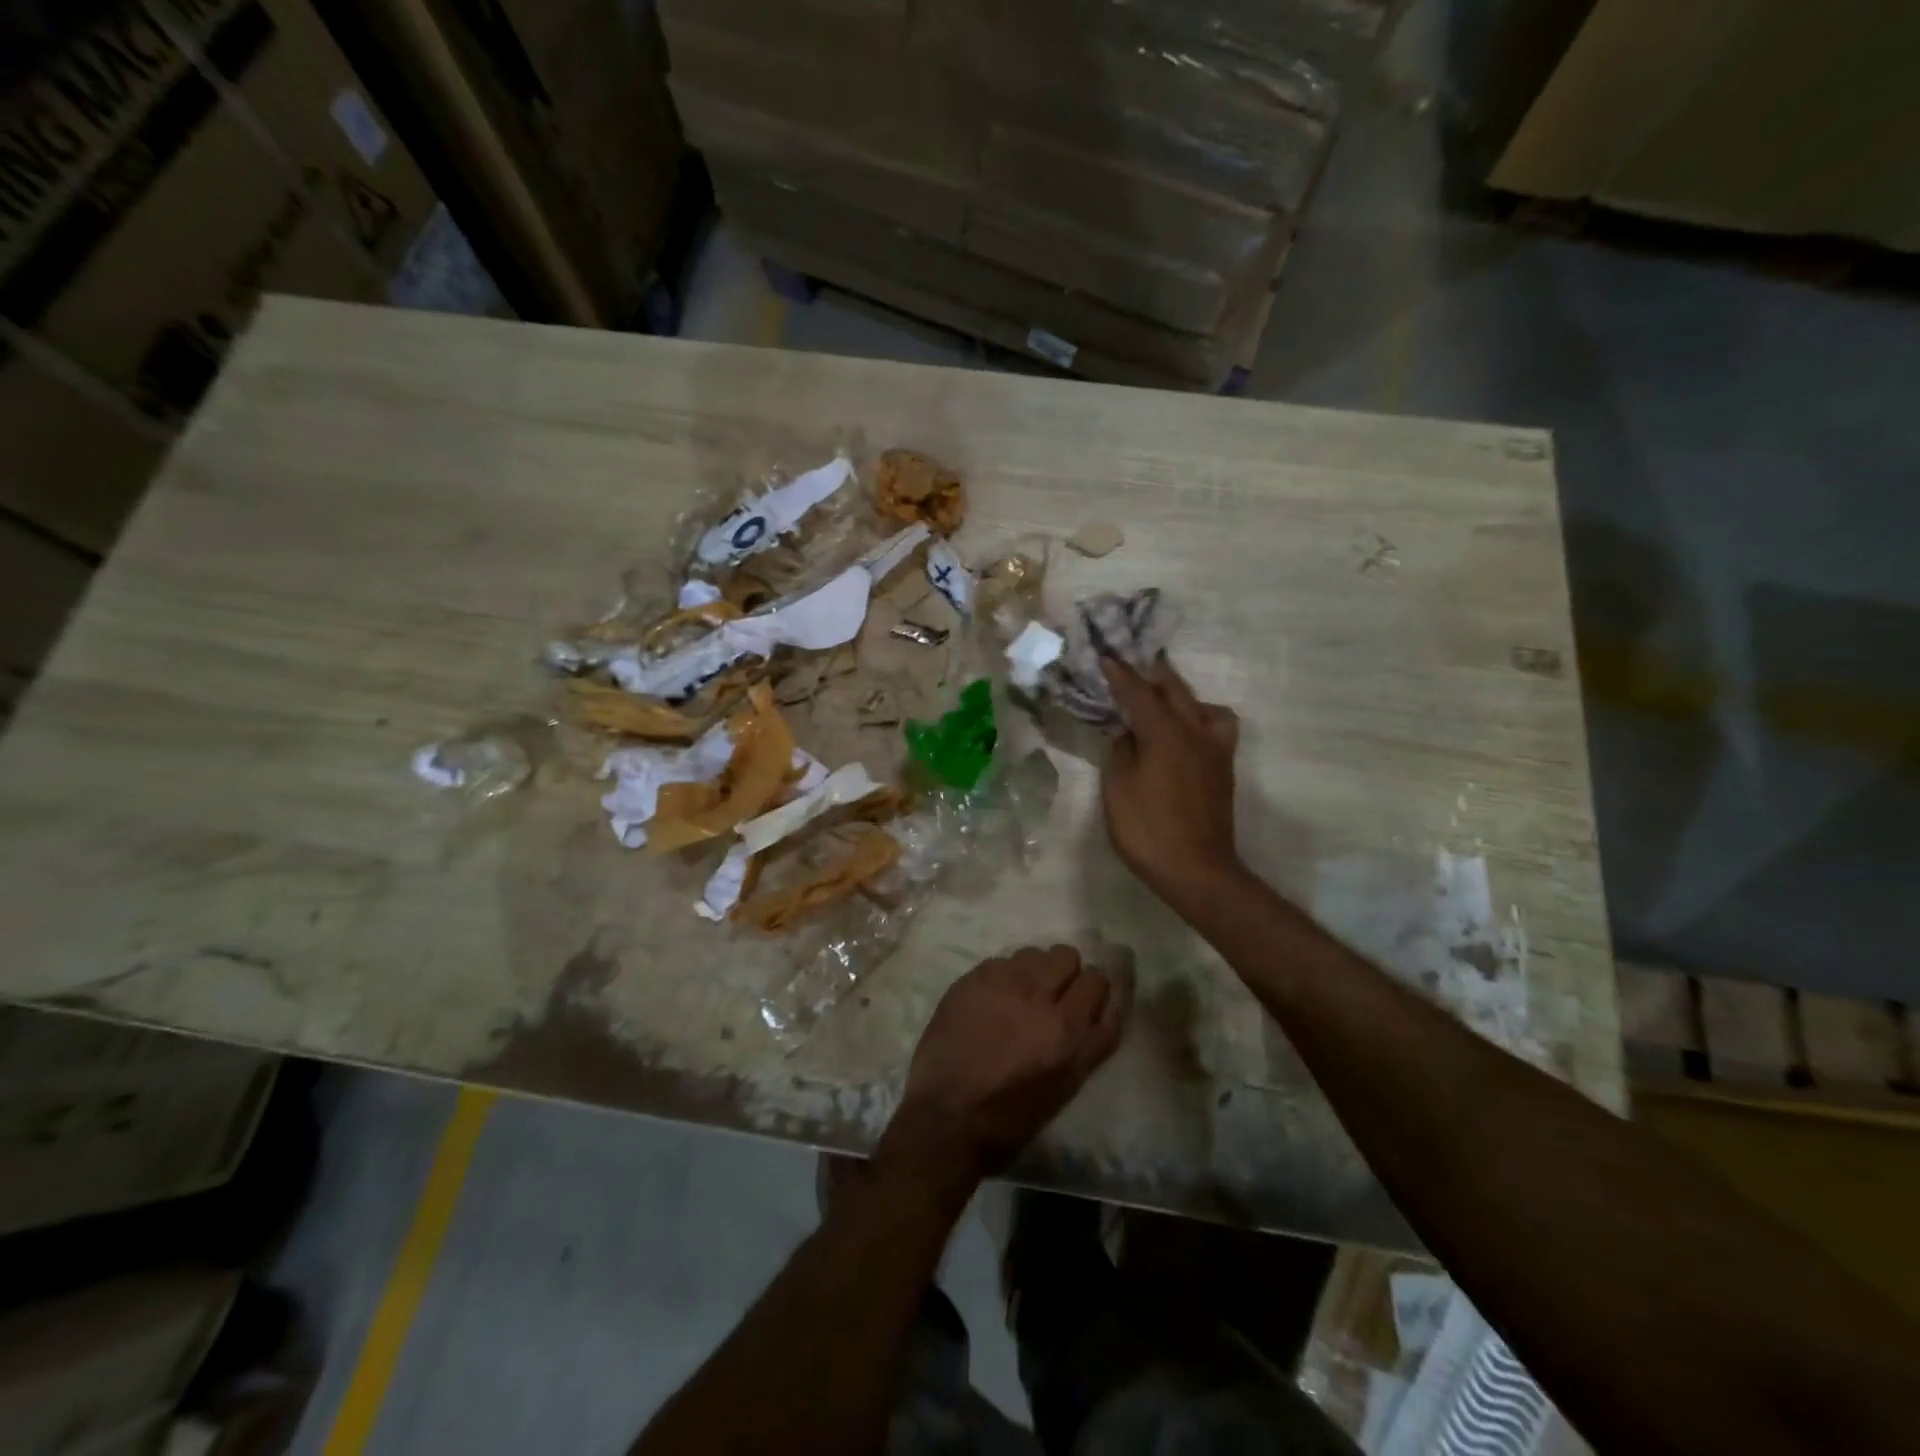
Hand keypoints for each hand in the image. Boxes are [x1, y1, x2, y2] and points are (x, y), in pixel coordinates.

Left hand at [883, 946, 1128, 1181]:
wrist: (946, 1116)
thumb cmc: (1012, 1116)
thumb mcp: (1068, 1085)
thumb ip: (1093, 1040)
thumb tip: (1106, 1003)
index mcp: (1067, 1031)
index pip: (1098, 980)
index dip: (1092, 990)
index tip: (1083, 1001)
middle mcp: (1038, 999)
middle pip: (1067, 956)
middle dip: (1065, 973)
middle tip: (1052, 995)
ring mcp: (1002, 984)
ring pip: (1034, 953)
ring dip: (1034, 971)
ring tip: (1021, 996)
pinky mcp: (972, 979)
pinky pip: (1001, 961)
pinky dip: (1004, 977)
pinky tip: (992, 1001)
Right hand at [1099, 655, 1242, 911]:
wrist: (1197, 870)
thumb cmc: (1147, 830)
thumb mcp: (1118, 790)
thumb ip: (1119, 752)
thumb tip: (1124, 731)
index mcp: (1165, 733)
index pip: (1138, 693)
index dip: (1120, 675)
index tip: (1106, 658)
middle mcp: (1194, 733)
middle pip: (1175, 691)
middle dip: (1152, 676)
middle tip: (1132, 668)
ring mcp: (1214, 751)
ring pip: (1204, 706)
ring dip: (1181, 696)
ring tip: (1162, 702)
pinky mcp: (1223, 770)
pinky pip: (1216, 728)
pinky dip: (1200, 719)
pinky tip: (1185, 734)